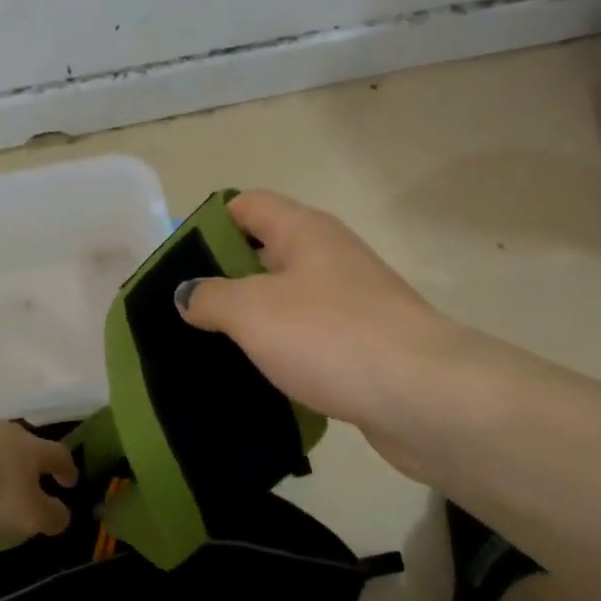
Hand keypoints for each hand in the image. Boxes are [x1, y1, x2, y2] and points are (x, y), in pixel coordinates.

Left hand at [0, 418, 78, 540]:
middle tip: (23, 480)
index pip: (58, 454)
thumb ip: (50, 516)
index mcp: (31, 448)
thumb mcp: (28, 516)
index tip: (70, 482)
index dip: (66, 468)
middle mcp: (3, 431)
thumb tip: (63, 516)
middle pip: (21, 442)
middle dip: (25, 460)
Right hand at [175, 191, 469, 466]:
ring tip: (209, 348)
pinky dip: (282, 351)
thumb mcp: (253, 311)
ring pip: (286, 299)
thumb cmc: (330, 336)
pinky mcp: (363, 344)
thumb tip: (186, 293)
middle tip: (183, 312)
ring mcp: (351, 301)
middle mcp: (329, 256)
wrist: (425, 396)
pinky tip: (257, 377)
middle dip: (223, 278)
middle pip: (264, 252)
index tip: (175, 264)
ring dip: (252, 320)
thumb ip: (210, 297)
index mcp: (304, 231)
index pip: (246, 205)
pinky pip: (309, 337)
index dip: (208, 224)